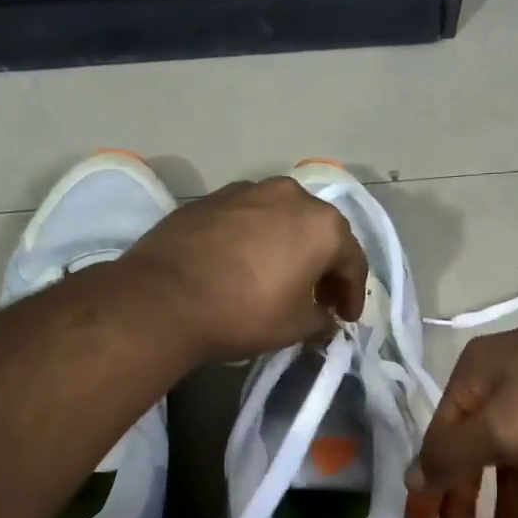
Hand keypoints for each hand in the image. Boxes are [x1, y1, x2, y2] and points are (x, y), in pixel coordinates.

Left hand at [117, 177, 368, 361]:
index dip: (353, 294)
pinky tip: (245, 265)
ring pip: (283, 220)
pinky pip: (249, 219)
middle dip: (324, 266)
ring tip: (282, 279)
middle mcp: (291, 196)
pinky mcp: (212, 198)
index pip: (352, 261)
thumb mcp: (296, 327)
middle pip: (320, 232)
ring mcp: (248, 191)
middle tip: (320, 298)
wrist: (164, 297)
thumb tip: (325, 318)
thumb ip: (322, 320)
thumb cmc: (245, 312)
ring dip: (291, 248)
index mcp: (322, 224)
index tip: (345, 318)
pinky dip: (257, 240)